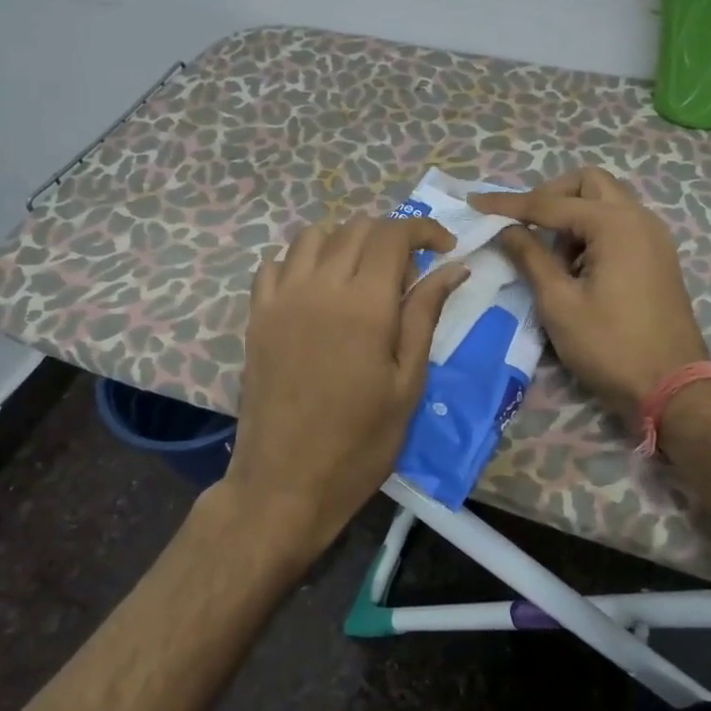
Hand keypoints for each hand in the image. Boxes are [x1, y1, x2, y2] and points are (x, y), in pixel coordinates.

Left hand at [224, 215, 469, 562]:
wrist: (285, 483)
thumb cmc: (360, 442)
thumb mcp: (407, 383)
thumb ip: (425, 316)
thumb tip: (453, 268)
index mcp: (365, 303)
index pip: (393, 234)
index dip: (423, 230)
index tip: (443, 248)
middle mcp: (320, 286)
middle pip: (356, 228)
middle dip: (390, 237)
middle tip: (406, 276)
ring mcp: (282, 298)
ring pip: (313, 235)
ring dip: (345, 241)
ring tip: (361, 277)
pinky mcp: (257, 315)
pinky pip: (276, 263)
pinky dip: (301, 261)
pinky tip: (316, 291)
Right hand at [469, 168, 709, 428]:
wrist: (673, 389)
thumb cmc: (610, 346)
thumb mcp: (559, 303)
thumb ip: (530, 257)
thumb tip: (505, 229)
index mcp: (615, 224)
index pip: (550, 203)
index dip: (508, 204)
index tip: (475, 204)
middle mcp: (639, 218)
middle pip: (588, 184)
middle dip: (550, 196)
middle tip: (524, 225)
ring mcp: (654, 237)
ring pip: (606, 203)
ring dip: (573, 216)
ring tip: (551, 258)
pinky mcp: (658, 258)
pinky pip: (620, 226)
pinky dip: (593, 233)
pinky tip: (578, 268)